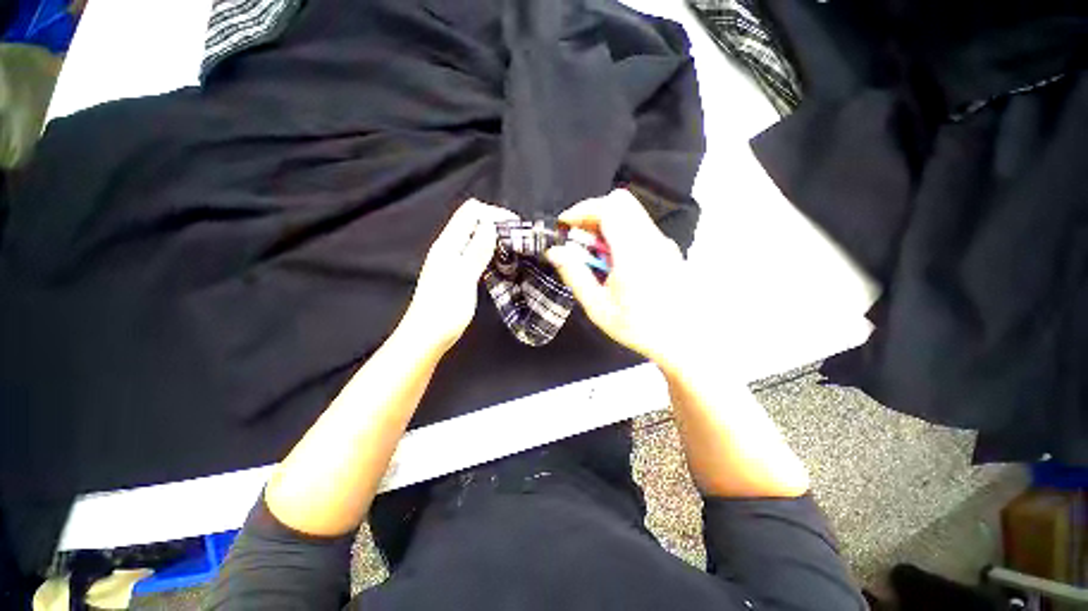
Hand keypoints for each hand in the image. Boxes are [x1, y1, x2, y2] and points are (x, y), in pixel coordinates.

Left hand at [399, 199, 517, 355]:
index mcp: (448, 245)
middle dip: (496, 222)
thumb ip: (476, 251)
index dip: (494, 213)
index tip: (516, 226)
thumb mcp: (463, 279)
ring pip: (475, 236)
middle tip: (517, 237)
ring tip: (513, 247)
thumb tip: (491, 225)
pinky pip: (475, 251)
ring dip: (494, 236)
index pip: (471, 212)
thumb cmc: (444, 311)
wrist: (426, 337)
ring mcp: (452, 260)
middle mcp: (448, 247)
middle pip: (473, 220)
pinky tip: (500, 261)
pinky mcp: (457, 272)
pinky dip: (489, 250)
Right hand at [546, 189, 690, 368]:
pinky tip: (614, 264)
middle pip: (620, 204)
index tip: (566, 225)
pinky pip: (638, 228)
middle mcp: (652, 241)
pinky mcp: (667, 249)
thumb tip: (555, 252)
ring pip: (630, 214)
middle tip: (578, 239)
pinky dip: (619, 235)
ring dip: (605, 226)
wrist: (685, 340)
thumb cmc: (641, 328)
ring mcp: (663, 243)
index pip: (609, 208)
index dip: (582, 210)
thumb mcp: (599, 308)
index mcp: (634, 254)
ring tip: (595, 257)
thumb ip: (575, 276)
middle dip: (593, 215)